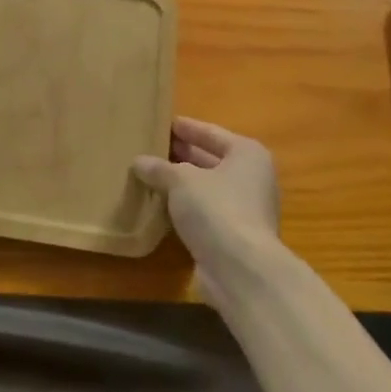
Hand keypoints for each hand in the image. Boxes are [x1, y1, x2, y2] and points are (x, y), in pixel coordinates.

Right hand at [133, 117, 279, 260]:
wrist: (241, 269)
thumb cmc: (216, 209)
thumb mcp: (181, 180)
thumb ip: (160, 168)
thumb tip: (138, 162)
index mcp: (247, 154)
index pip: (211, 133)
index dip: (187, 128)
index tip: (164, 122)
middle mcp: (251, 177)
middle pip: (211, 159)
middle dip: (183, 155)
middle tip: (152, 147)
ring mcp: (246, 209)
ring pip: (207, 187)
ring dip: (182, 183)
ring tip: (150, 174)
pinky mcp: (234, 235)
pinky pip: (206, 212)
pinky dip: (186, 207)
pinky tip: (161, 205)